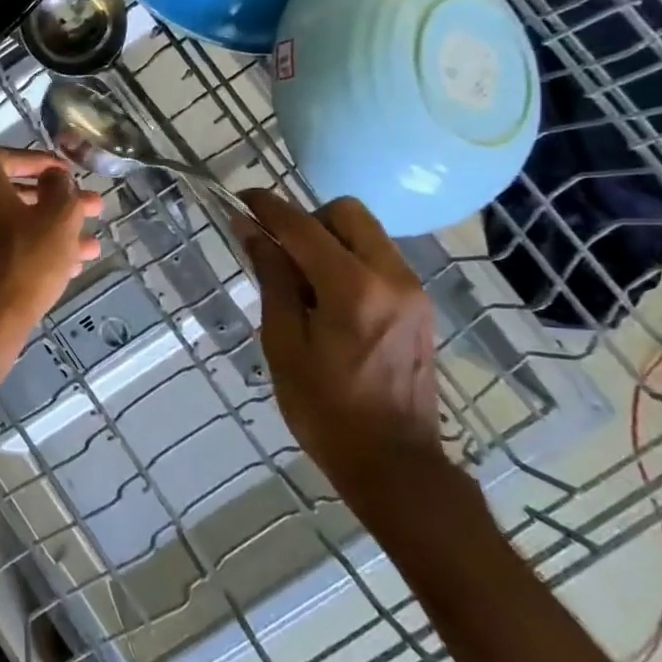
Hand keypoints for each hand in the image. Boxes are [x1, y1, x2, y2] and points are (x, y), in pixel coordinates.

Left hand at [0, 149, 101, 332]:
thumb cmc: (25, 258)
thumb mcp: (59, 217)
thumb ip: (62, 187)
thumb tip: (55, 177)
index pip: (12, 157)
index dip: (46, 164)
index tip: (71, 174)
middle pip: (15, 193)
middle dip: (57, 203)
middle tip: (92, 209)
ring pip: (12, 224)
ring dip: (51, 230)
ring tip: (91, 246)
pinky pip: (0, 246)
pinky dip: (30, 248)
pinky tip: (69, 266)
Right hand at [232, 190, 442, 510]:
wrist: (393, 463)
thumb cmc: (323, 408)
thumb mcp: (283, 342)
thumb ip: (272, 278)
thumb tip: (250, 230)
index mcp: (353, 289)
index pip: (304, 227)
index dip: (269, 208)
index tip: (241, 199)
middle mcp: (392, 278)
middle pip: (348, 214)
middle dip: (308, 220)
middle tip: (278, 251)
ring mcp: (413, 291)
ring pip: (367, 234)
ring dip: (329, 240)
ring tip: (300, 281)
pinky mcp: (420, 307)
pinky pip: (379, 260)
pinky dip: (349, 261)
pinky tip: (328, 299)